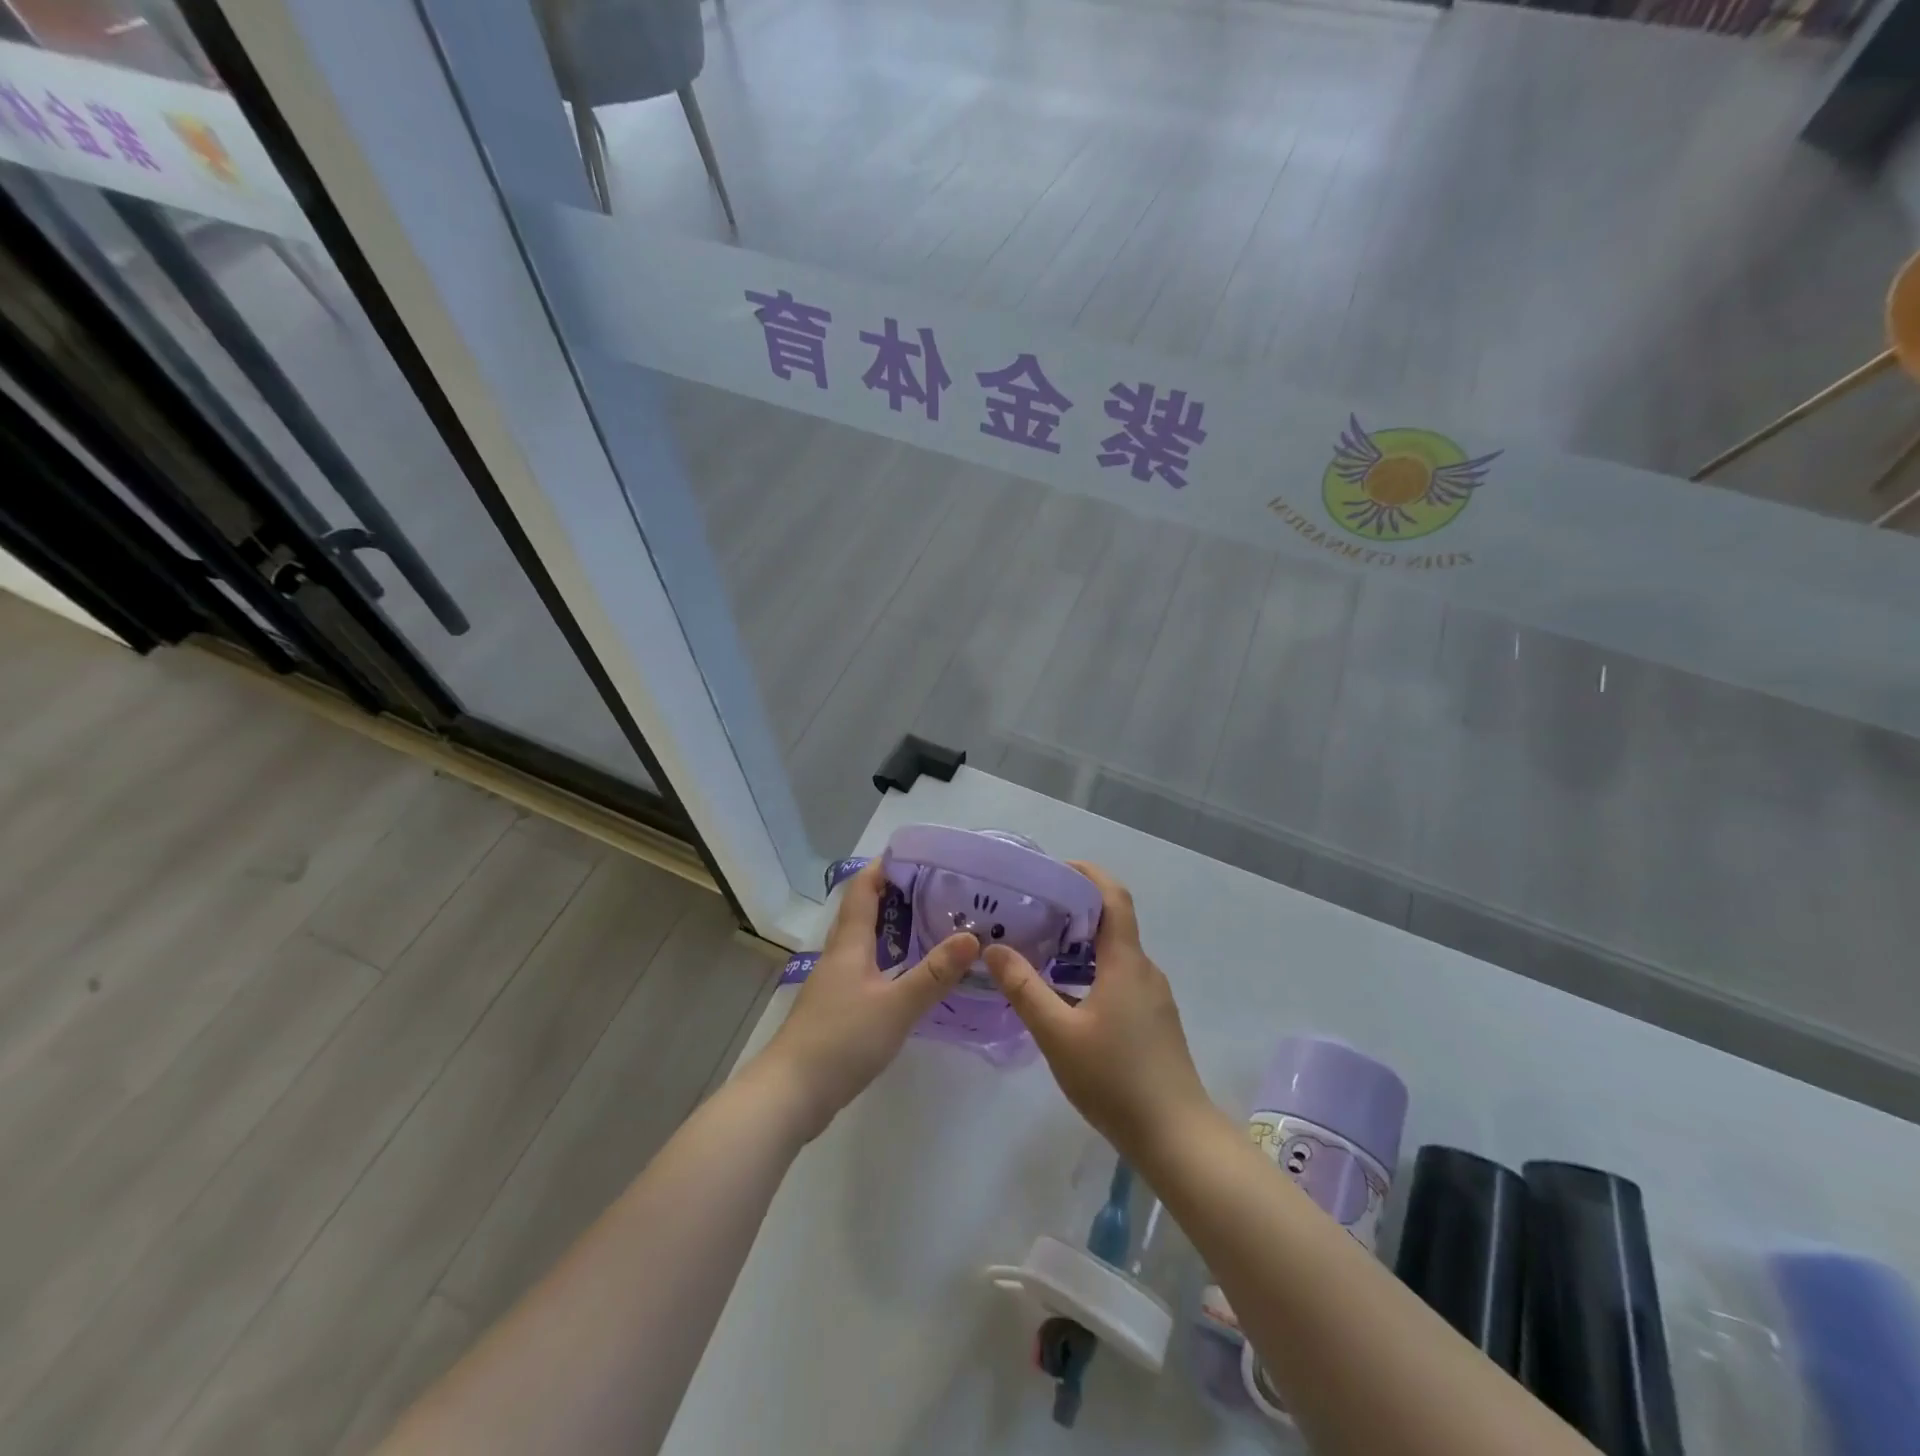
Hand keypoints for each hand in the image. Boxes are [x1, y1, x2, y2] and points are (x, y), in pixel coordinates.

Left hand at [759, 859, 977, 1139]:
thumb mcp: (896, 1005)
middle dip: (895, 895)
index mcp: (849, 945)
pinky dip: (888, 960)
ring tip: (930, 926)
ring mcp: (834, 984)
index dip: (884, 867)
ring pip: (864, 943)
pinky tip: (908, 976)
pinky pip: (865, 969)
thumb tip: (971, 937)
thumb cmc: (842, 1040)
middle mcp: (839, 956)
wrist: (791, 1094)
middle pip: (863, 913)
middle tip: (937, 889)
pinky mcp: (835, 1009)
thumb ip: (934, 973)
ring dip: (892, 929)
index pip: (863, 890)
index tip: (916, 854)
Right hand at [984, 862, 1214, 1160]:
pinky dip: (1091, 971)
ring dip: (1081, 945)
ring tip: (1040, 951)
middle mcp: (1144, 970)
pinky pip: (1120, 978)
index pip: (1113, 897)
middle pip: (1112, 922)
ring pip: (1115, 954)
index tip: (1054, 869)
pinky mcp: (1153, 1021)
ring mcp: (1153, 997)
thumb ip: (1025, 988)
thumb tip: (995, 948)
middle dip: (1074, 910)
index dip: (1087, 874)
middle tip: (1032, 912)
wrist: (1176, 1136)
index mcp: (1126, 962)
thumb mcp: (1058, 1034)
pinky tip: (1064, 997)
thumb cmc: (1115, 1079)